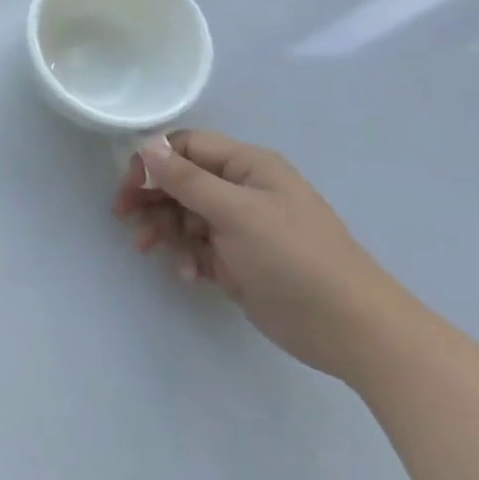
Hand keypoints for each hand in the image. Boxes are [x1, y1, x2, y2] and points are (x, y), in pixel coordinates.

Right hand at [113, 128, 409, 381]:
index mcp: (247, 167)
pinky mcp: (240, 261)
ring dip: (163, 229)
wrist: (354, 332)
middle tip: (124, 217)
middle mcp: (242, 190)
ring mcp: (241, 227)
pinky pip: (198, 247)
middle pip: (180, 181)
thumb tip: (147, 146)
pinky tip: (187, 275)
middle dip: (151, 197)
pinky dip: (186, 256)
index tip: (128, 185)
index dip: (153, 161)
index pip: (186, 147)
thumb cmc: (295, 259)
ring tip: (147, 249)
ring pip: (184, 215)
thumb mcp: (237, 213)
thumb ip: (187, 180)